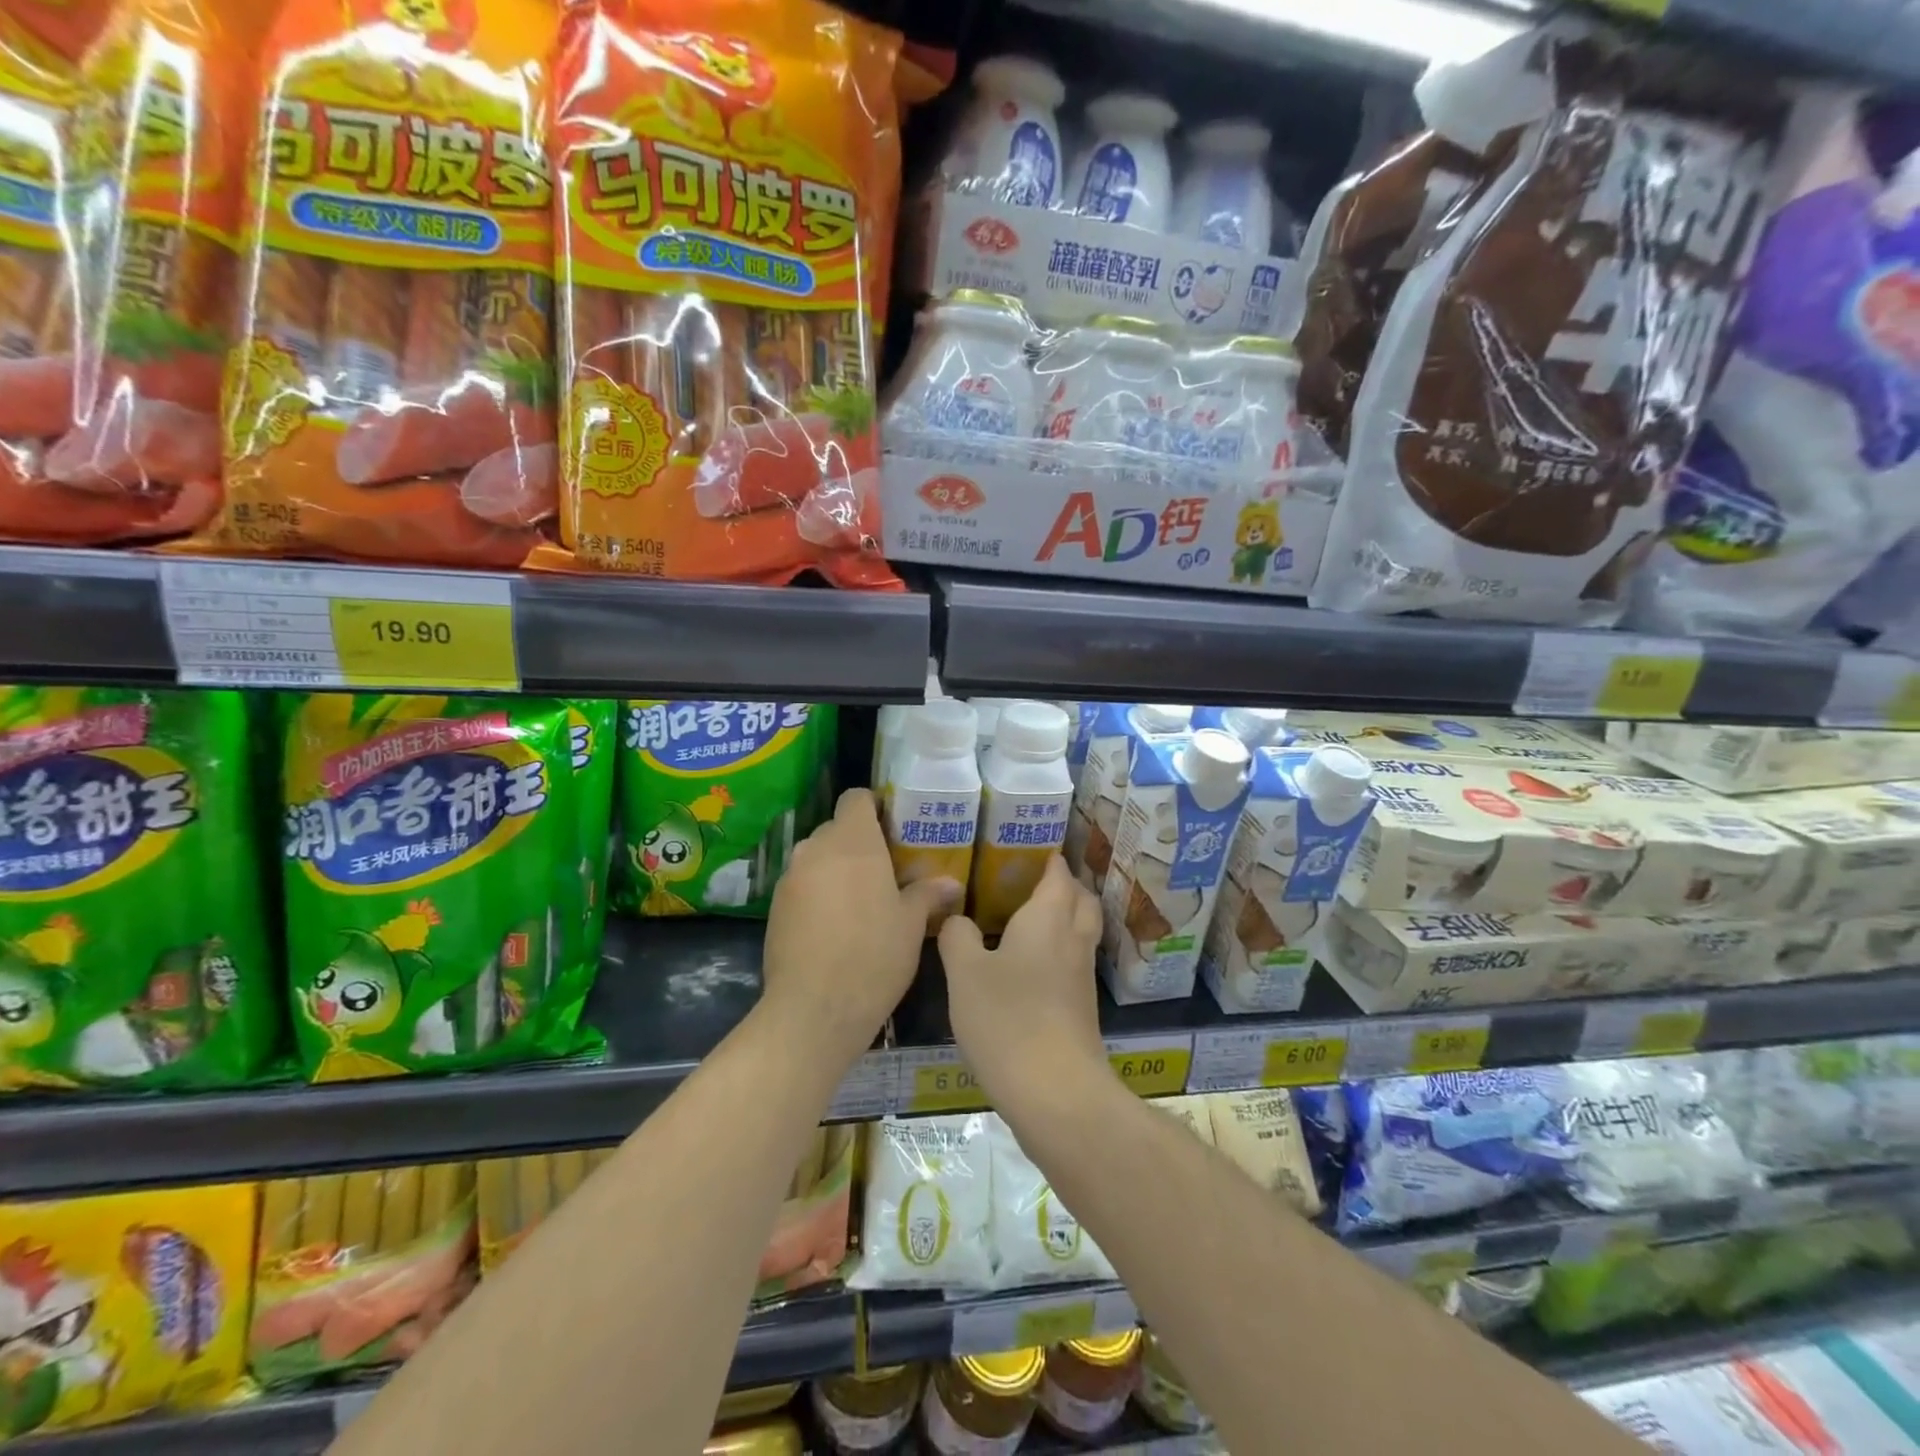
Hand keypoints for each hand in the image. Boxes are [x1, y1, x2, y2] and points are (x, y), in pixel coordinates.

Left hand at [761, 788, 957, 1064]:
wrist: (814, 1009)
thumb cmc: (874, 955)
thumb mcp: (910, 924)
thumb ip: (927, 894)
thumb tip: (951, 883)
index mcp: (853, 842)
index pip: (856, 798)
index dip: (874, 807)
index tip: (893, 827)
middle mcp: (815, 849)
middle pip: (836, 828)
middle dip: (858, 843)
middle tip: (886, 870)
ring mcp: (790, 878)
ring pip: (817, 858)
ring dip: (836, 869)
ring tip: (861, 900)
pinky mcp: (774, 907)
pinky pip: (801, 885)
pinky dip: (818, 893)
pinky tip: (835, 926)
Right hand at [937, 855, 1106, 1108]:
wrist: (1055, 1092)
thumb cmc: (1007, 1019)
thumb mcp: (964, 973)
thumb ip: (957, 936)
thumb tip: (957, 918)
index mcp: (1048, 918)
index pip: (1058, 875)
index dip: (1050, 860)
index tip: (1033, 850)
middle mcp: (1072, 940)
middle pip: (1082, 900)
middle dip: (1065, 886)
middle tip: (1035, 882)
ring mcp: (1082, 977)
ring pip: (1082, 932)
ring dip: (1066, 918)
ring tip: (1031, 918)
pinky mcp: (1082, 1009)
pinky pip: (1075, 962)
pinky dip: (1061, 950)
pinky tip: (1032, 966)